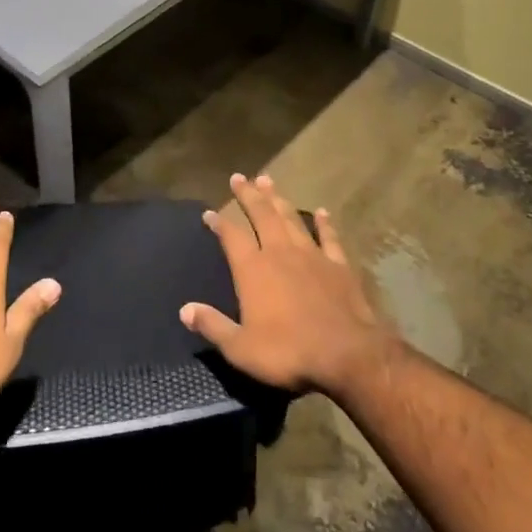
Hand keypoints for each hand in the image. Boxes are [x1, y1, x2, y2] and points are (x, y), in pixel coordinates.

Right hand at [180, 174, 399, 397]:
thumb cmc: (288, 352)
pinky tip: (321, 211)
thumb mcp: (241, 348)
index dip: (219, 223)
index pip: (232, 237)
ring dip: (278, 199)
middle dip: (249, 195)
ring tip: (268, 181)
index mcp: (253, 270)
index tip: (209, 212)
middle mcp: (280, 252)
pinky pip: (329, 236)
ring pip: (291, 218)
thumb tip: (184, 310)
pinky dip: (324, 223)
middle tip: (240, 177)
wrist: (346, 354)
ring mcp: (312, 255)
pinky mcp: (339, 265)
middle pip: (261, 215)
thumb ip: (213, 326)